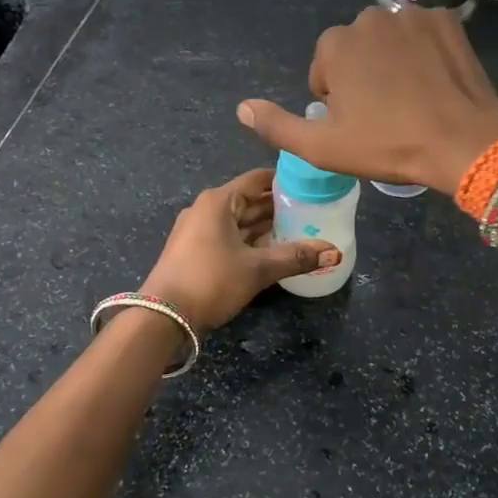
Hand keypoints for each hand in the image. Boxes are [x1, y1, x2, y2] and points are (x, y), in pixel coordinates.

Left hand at [139, 168, 339, 331]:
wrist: (163, 317)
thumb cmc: (210, 281)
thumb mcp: (257, 269)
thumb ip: (295, 257)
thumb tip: (334, 252)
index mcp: (218, 201)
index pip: (258, 179)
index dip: (285, 181)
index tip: (312, 186)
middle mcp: (206, 209)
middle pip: (249, 200)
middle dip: (279, 207)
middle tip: (313, 212)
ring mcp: (197, 231)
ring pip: (239, 221)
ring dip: (265, 226)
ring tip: (300, 231)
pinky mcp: (194, 251)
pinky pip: (229, 237)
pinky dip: (250, 240)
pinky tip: (273, 251)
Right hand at [237, 7, 497, 192]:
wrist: (464, 141)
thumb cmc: (389, 145)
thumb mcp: (323, 147)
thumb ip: (277, 126)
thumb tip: (242, 107)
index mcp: (335, 45)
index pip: (324, 72)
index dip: (337, 102)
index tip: (359, 124)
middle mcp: (369, 18)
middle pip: (355, 51)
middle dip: (363, 76)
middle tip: (386, 114)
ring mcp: (412, 15)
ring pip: (389, 40)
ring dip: (392, 62)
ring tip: (413, 99)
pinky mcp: (447, 19)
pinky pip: (423, 34)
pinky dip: (425, 52)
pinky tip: (435, 81)